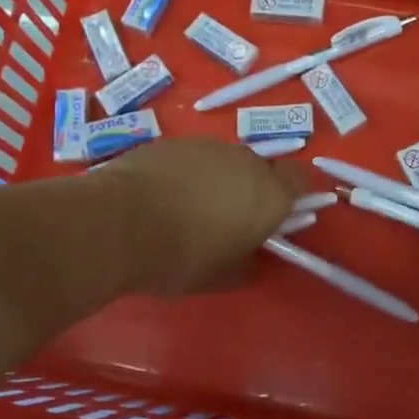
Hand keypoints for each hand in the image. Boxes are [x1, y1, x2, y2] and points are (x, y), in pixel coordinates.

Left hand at [103, 138, 298, 296]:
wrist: (117, 223)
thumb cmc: (181, 256)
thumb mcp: (222, 276)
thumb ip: (247, 262)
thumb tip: (250, 255)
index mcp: (270, 194)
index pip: (300, 179)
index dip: (292, 194)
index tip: (275, 215)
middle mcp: (246, 161)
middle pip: (260, 169)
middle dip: (250, 189)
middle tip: (227, 219)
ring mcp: (208, 146)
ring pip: (225, 161)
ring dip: (217, 179)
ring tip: (187, 208)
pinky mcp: (173, 141)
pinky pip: (193, 157)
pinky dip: (187, 173)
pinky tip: (162, 195)